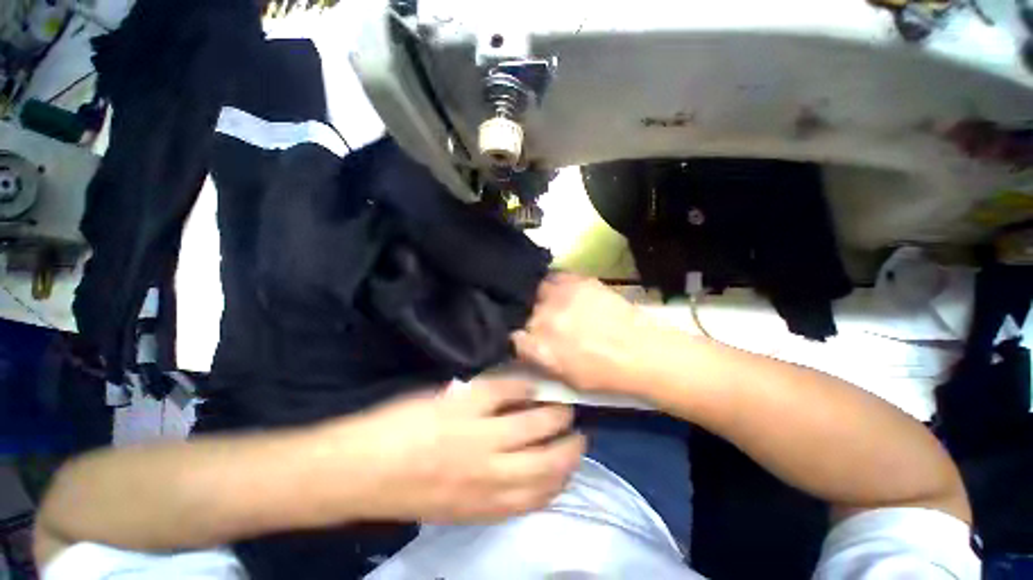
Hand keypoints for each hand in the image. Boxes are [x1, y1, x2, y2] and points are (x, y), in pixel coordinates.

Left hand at [326, 380, 584, 523]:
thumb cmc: (406, 491)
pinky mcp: (467, 403)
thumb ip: (489, 490)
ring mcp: (481, 434)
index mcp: (488, 503)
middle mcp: (492, 472)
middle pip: (548, 461)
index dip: (564, 476)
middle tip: (577, 432)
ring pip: (535, 424)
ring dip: (555, 414)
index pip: (542, 493)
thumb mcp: (454, 506)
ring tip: (561, 406)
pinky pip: (507, 391)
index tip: (572, 461)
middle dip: (570, 447)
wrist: (361, 470)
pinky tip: (529, 383)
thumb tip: (517, 467)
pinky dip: (523, 386)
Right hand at [512, 274, 678, 395]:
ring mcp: (562, 296)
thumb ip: (539, 359)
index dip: (515, 338)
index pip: (512, 337)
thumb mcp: (565, 378)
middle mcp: (546, 318)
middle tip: (536, 321)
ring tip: (546, 303)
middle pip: (521, 312)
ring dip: (536, 298)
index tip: (522, 338)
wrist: (642, 352)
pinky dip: (552, 283)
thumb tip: (522, 344)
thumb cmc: (604, 374)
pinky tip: (559, 291)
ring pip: (534, 291)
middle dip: (525, 318)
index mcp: (541, 346)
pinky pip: (554, 277)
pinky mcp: (578, 281)